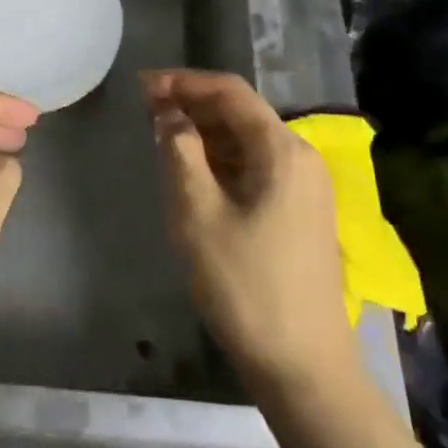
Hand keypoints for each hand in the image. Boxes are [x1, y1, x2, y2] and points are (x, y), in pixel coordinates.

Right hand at [142, 70, 355, 392]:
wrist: (302, 365)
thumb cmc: (244, 285)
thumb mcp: (197, 214)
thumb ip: (180, 152)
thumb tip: (169, 114)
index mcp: (282, 150)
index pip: (230, 92)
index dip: (183, 82)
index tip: (142, 87)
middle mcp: (301, 158)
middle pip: (241, 113)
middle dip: (192, 105)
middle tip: (146, 111)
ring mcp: (305, 187)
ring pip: (248, 141)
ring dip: (205, 133)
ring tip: (162, 137)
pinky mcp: (300, 212)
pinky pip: (256, 167)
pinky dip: (221, 160)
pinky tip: (193, 171)